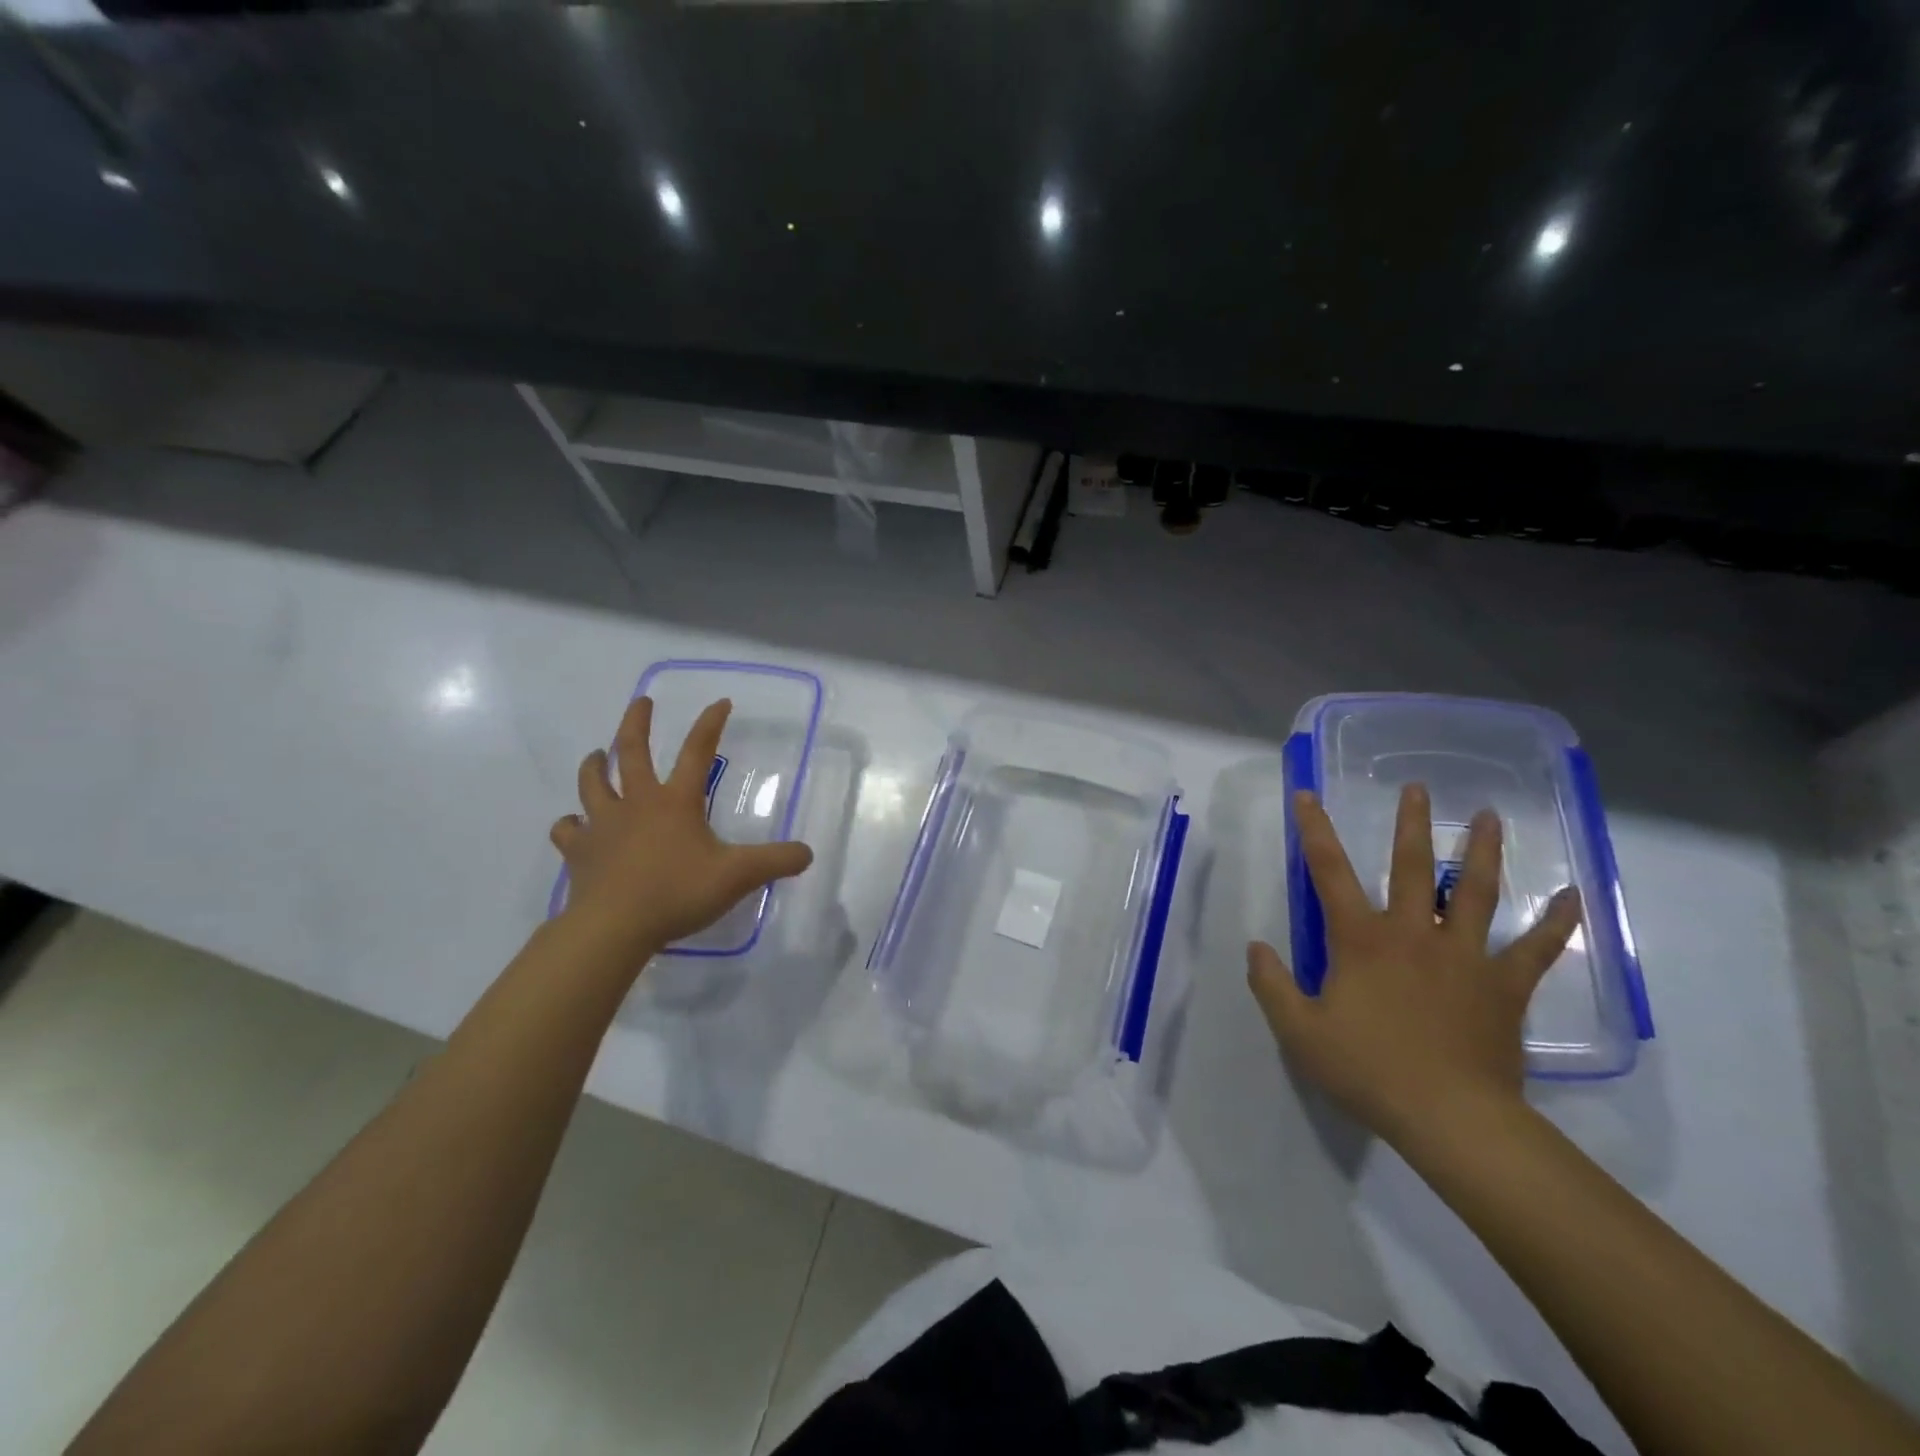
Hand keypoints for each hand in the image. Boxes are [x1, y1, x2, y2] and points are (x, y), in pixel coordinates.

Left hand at [550, 696, 812, 968]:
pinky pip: (567, 830)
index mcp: (676, 801)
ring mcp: (602, 825)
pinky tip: (573, 825)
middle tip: (641, 702)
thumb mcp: (738, 876)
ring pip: (592, 783)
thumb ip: (776, 862)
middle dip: (637, 722)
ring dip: (595, 765)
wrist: (614, 927)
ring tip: (597, 756)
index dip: (710, 724)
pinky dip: (570, 824)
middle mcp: (637, 803)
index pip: (697, 751)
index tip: (720, 702)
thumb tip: (807, 853)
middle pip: (631, 751)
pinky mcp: (578, 852)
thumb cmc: (677, 892)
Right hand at [1247, 783, 1580, 1146]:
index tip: (1307, 796)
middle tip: (1416, 788)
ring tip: (1489, 816)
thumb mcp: (1299, 1031)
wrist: (1450, 1119)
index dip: (1314, 831)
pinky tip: (1572, 896)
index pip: (1329, 872)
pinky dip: (1555, 922)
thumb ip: (1271, 985)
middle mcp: (1413, 934)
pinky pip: (1535, 949)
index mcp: (1361, 940)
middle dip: (1410, 825)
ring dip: (1482, 852)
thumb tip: (1256, 946)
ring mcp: (1464, 957)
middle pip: (1413, 868)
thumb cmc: (1368, 1070)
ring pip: (1477, 892)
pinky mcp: (1503, 987)